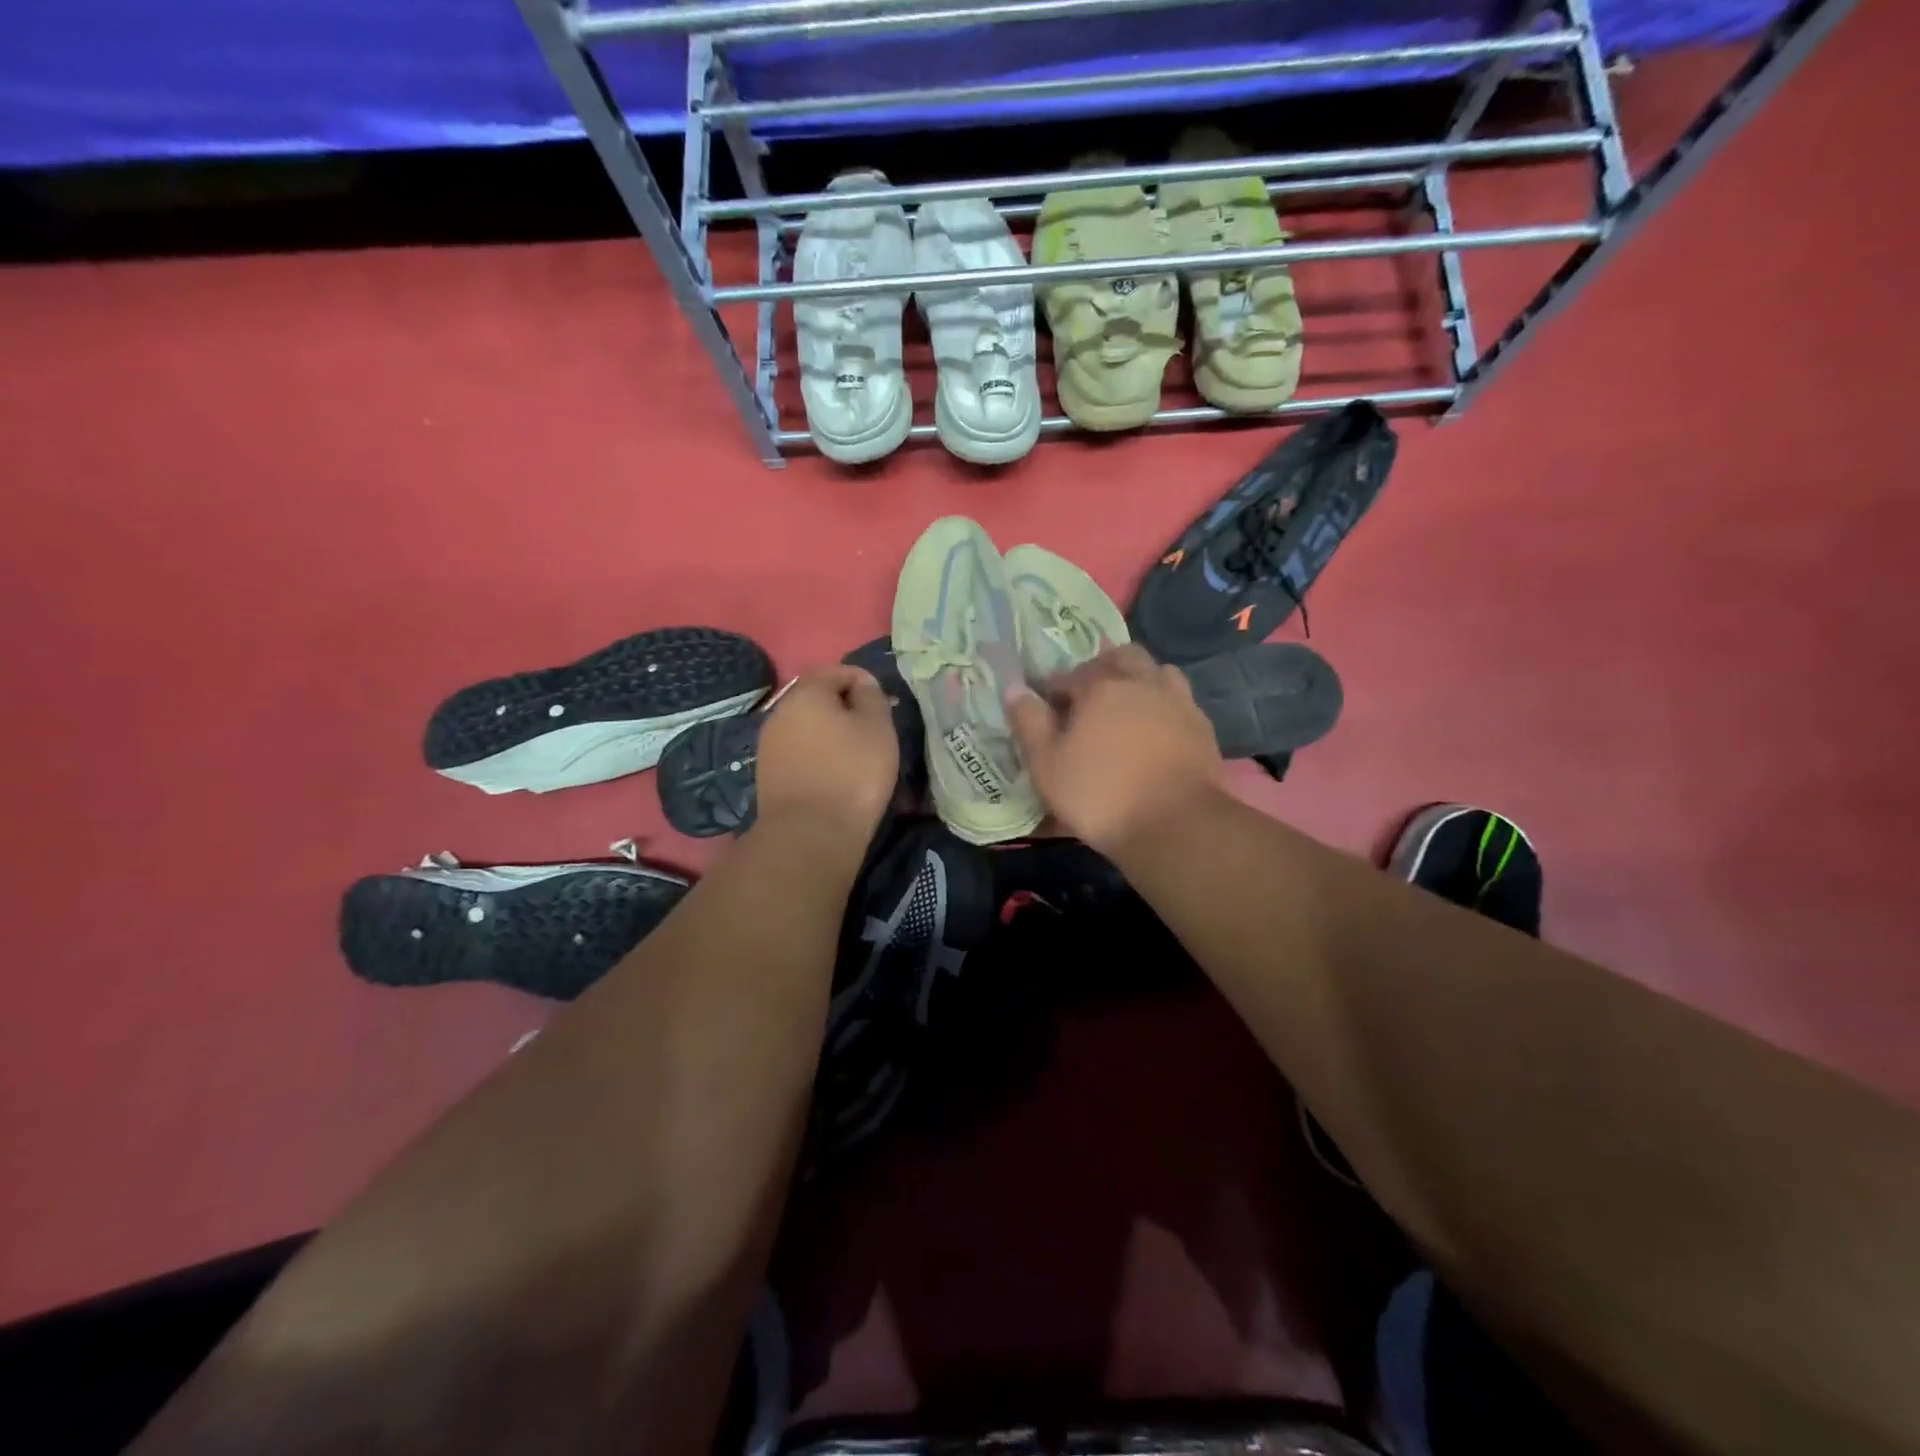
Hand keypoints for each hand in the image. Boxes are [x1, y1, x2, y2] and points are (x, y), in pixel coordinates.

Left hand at [755, 665, 899, 847]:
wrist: (810, 834)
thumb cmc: (853, 773)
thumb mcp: (878, 727)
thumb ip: (871, 696)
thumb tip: (861, 684)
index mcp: (806, 693)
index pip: (835, 670)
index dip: (862, 681)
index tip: (883, 705)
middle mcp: (780, 712)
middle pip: (817, 698)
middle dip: (844, 707)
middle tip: (873, 730)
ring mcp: (769, 744)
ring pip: (806, 726)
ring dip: (830, 733)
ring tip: (856, 755)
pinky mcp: (768, 773)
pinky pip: (799, 752)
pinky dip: (817, 755)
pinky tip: (834, 775)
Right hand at [1005, 644, 1221, 856]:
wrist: (1175, 825)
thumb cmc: (1100, 794)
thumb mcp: (1048, 764)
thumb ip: (1029, 722)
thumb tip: (1014, 687)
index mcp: (1102, 687)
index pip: (1070, 675)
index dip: (1054, 689)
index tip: (1046, 708)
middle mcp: (1142, 683)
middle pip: (1122, 657)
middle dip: (1101, 669)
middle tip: (1087, 697)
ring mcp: (1178, 703)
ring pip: (1158, 672)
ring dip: (1139, 680)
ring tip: (1126, 706)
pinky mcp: (1202, 728)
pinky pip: (1180, 701)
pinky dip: (1163, 705)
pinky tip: (1155, 730)